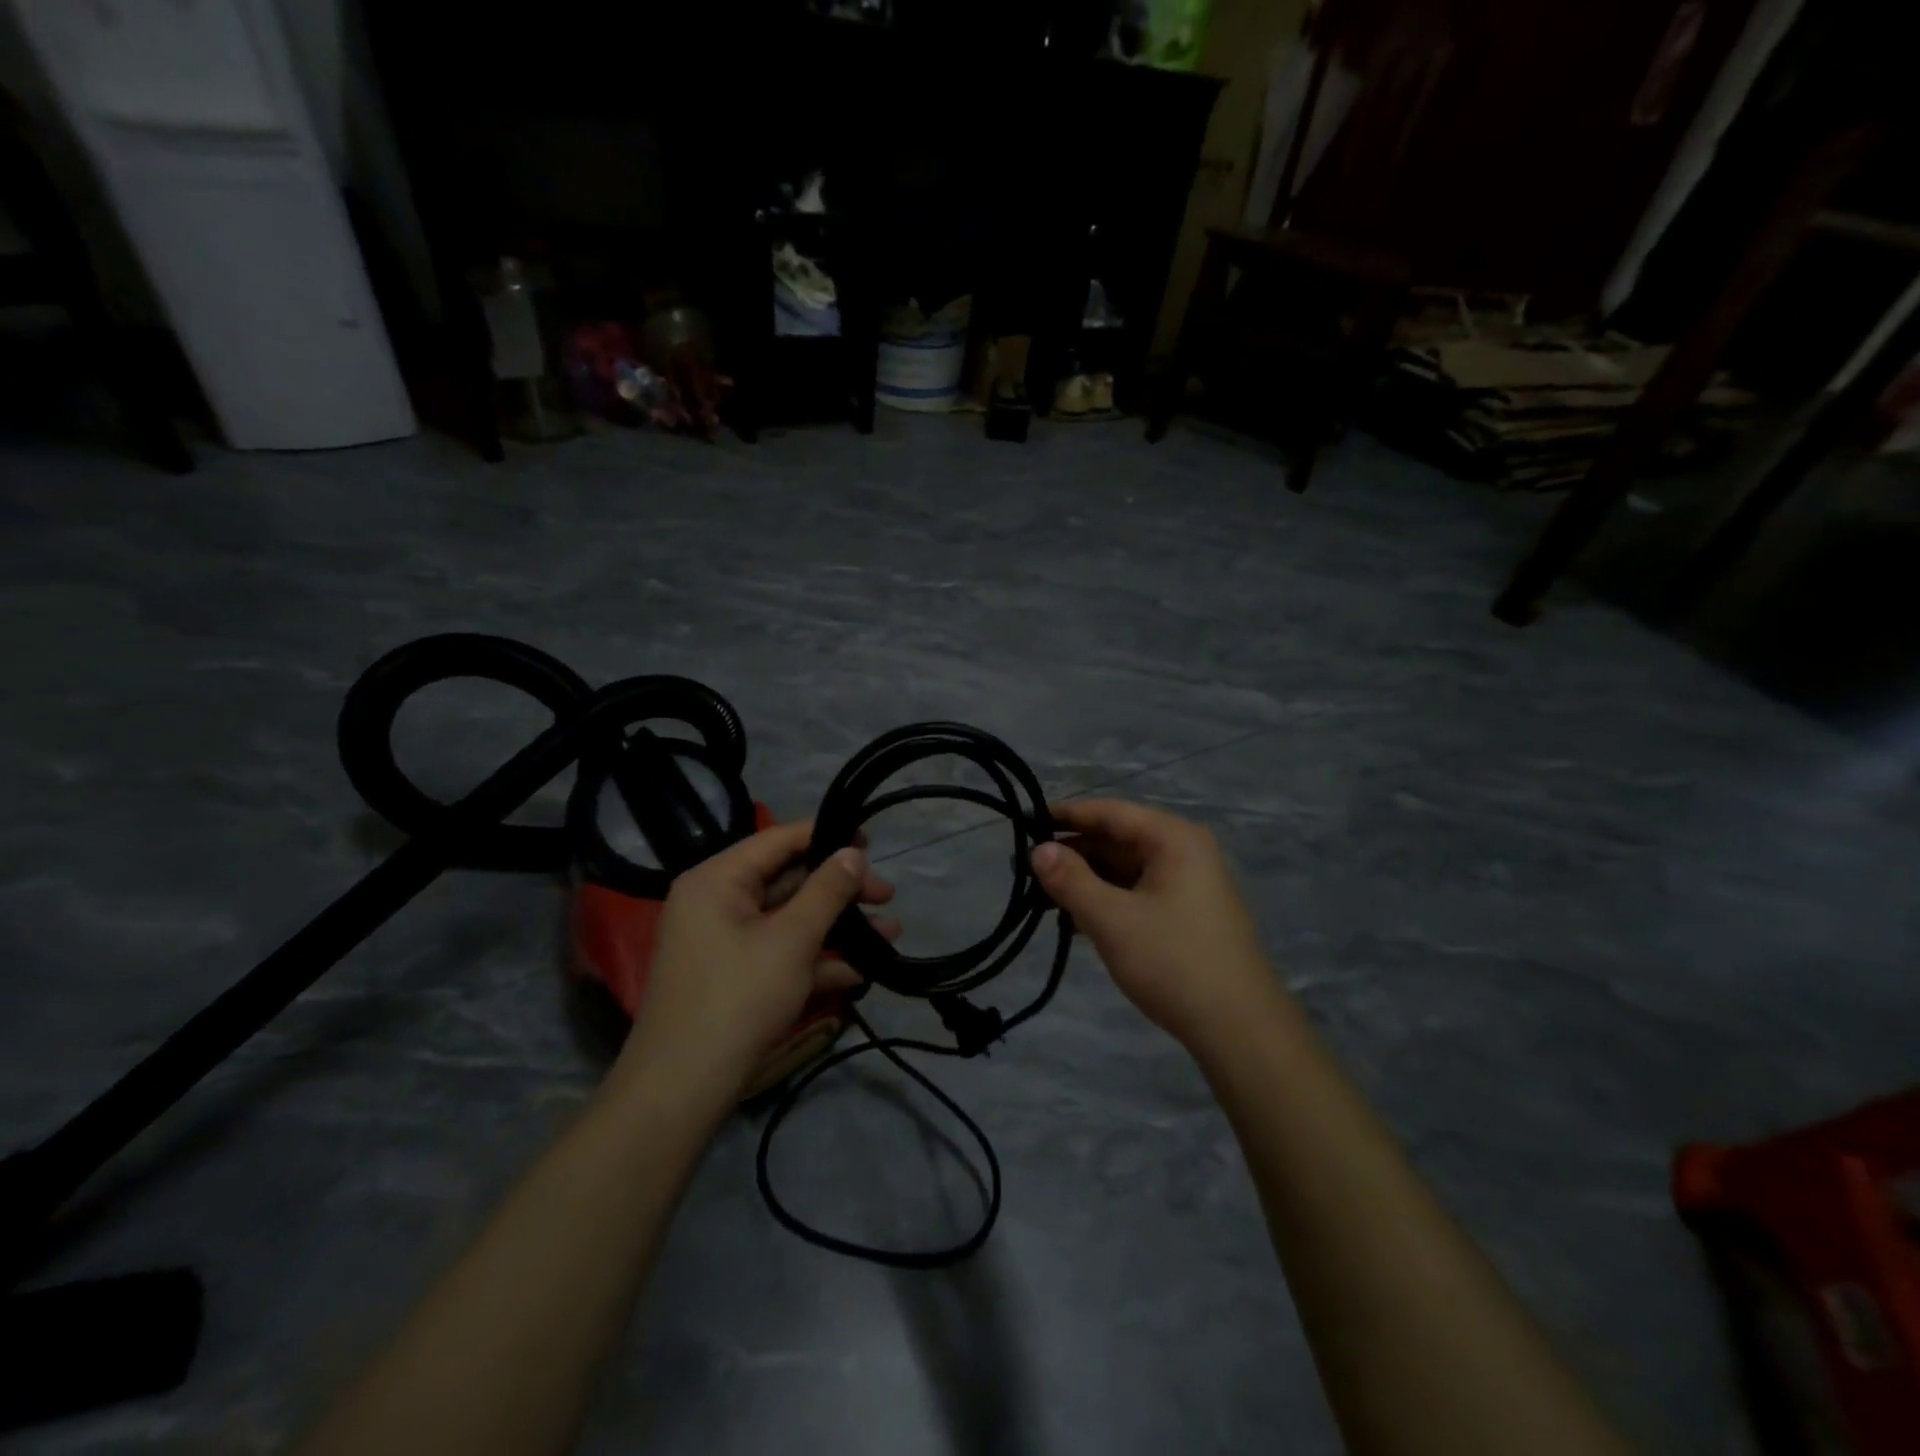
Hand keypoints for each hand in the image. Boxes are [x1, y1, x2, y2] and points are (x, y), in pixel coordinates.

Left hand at [613, 821, 896, 1102]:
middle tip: (887, 897)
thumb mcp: (792, 938)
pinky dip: (816, 958)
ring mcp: (725, 942)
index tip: (871, 841)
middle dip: (841, 892)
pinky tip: (859, 972)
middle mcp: (717, 902)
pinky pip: (780, 952)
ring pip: (790, 920)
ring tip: (890, 934)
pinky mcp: (735, 976)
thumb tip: (853, 852)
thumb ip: (827, 890)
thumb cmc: (738, 998)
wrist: (683, 1089)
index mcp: (718, 879)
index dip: (827, 836)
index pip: (779, 840)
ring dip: (838, 927)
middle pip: (789, 880)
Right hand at [1030, 799, 1282, 1052]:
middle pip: (1118, 838)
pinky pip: (1137, 892)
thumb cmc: (1173, 962)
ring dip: (1087, 880)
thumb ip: (1070, 880)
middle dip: (1073, 852)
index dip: (1066, 815)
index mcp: (1173, 839)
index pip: (1110, 812)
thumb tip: (1037, 850)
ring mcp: (1189, 883)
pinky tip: (1076, 920)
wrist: (1239, 1029)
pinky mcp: (1187, 913)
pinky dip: (1107, 900)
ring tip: (1044, 897)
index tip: (1025, 822)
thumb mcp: (1112, 920)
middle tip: (1027, 869)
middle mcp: (1184, 851)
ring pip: (1125, 868)